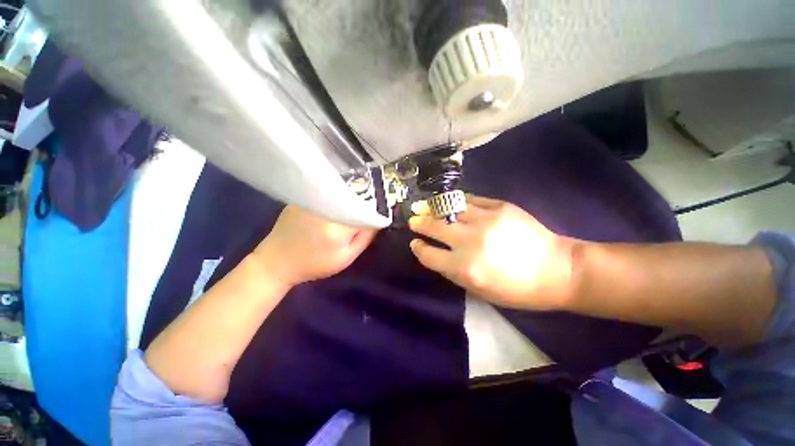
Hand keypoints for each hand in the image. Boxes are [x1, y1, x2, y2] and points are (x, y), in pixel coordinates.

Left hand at [253, 205, 377, 286]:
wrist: (277, 261)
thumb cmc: (314, 264)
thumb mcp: (345, 258)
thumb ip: (365, 238)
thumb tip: (378, 220)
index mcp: (337, 229)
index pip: (366, 212)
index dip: (373, 212)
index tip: (377, 216)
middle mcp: (325, 210)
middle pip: (355, 198)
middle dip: (364, 203)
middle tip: (367, 210)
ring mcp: (312, 200)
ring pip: (342, 193)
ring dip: (351, 198)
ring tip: (353, 206)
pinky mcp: (303, 197)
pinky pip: (328, 192)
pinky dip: (336, 196)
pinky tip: (336, 204)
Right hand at [409, 196, 577, 309]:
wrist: (557, 270)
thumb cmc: (516, 289)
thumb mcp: (479, 290)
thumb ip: (452, 271)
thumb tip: (435, 252)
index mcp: (465, 268)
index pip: (428, 254)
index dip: (418, 248)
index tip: (415, 243)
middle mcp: (470, 241)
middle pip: (434, 226)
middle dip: (419, 223)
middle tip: (414, 220)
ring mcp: (485, 220)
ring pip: (449, 208)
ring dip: (434, 209)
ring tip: (426, 207)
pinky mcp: (500, 206)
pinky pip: (470, 200)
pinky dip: (457, 202)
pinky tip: (452, 204)